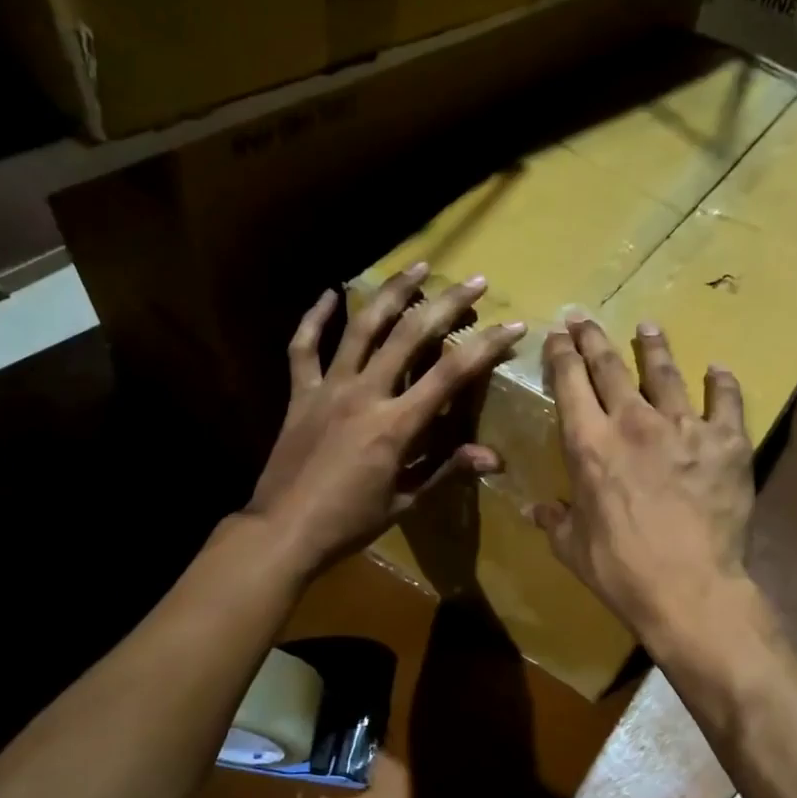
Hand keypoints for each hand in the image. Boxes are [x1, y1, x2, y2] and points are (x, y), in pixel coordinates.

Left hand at [246, 263, 524, 575]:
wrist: (283, 531)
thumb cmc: (349, 523)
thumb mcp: (405, 502)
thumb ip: (446, 470)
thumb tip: (493, 457)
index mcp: (395, 425)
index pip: (451, 374)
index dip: (487, 347)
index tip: (514, 327)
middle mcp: (364, 394)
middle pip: (411, 335)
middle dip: (448, 304)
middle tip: (475, 281)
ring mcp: (328, 388)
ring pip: (362, 328)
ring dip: (393, 293)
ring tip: (418, 266)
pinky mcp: (299, 394)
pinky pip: (304, 348)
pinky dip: (315, 318)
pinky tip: (330, 294)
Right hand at [530, 318, 753, 638]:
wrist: (689, 587)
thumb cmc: (620, 569)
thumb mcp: (572, 547)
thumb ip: (554, 521)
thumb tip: (535, 510)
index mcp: (589, 444)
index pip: (569, 383)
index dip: (562, 354)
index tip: (558, 334)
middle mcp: (633, 422)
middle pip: (610, 366)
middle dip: (594, 338)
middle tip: (585, 317)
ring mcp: (683, 427)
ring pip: (665, 372)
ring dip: (653, 347)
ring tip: (648, 327)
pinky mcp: (726, 442)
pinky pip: (725, 400)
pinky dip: (722, 382)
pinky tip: (717, 370)